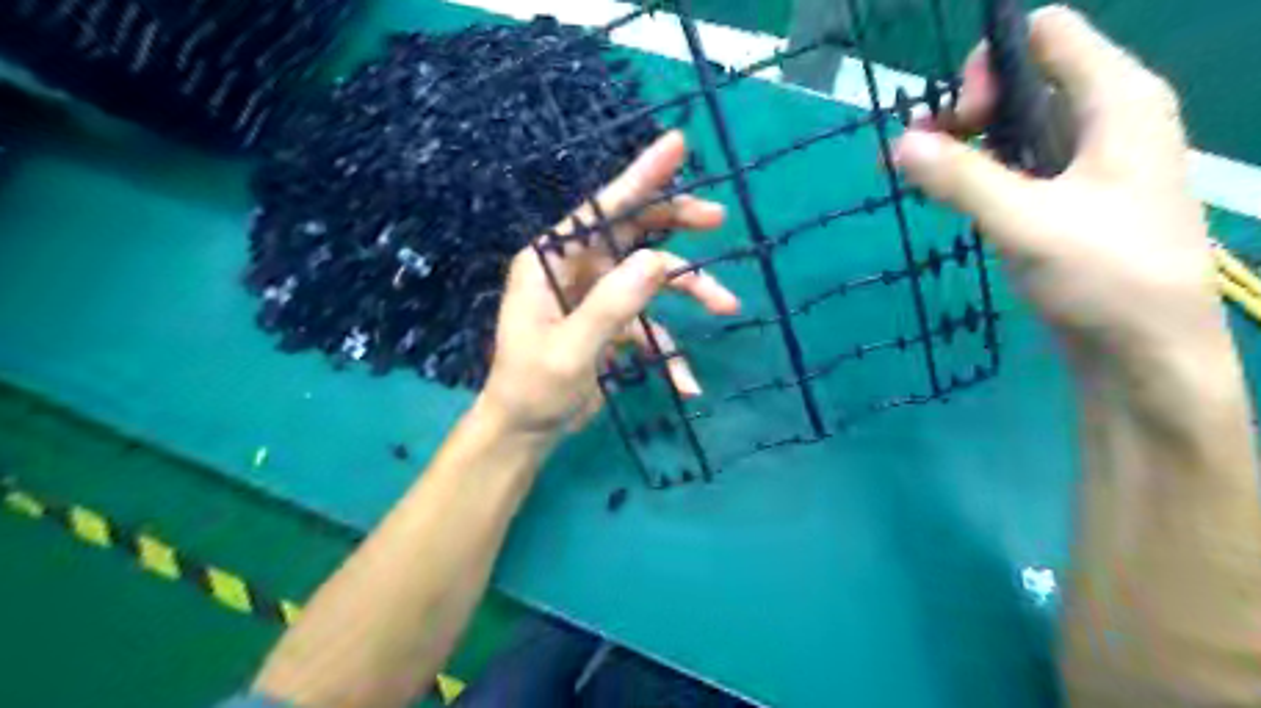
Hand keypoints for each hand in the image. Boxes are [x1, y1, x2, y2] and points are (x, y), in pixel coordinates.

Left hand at [482, 131, 741, 438]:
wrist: (527, 431)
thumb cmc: (531, 389)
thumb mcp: (569, 351)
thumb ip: (610, 306)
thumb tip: (657, 261)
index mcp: (552, 262)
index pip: (601, 209)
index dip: (640, 176)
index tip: (677, 146)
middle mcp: (578, 270)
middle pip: (634, 232)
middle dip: (676, 223)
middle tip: (717, 220)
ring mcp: (599, 297)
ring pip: (652, 278)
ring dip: (689, 290)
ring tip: (727, 306)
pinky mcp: (614, 325)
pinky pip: (652, 325)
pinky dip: (672, 350)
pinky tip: (687, 382)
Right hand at [891, 6, 1227, 370]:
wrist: (1144, 349)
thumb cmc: (1103, 275)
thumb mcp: (1024, 221)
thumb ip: (960, 178)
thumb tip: (899, 143)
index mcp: (1116, 100)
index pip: (1047, 36)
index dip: (992, 63)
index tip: (956, 117)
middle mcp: (1105, 117)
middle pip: (1023, 79)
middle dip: (967, 108)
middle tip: (926, 155)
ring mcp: (1086, 159)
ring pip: (1014, 125)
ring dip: (965, 143)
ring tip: (921, 177)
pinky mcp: (1067, 197)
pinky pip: (1016, 162)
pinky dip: (979, 171)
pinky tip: (950, 196)